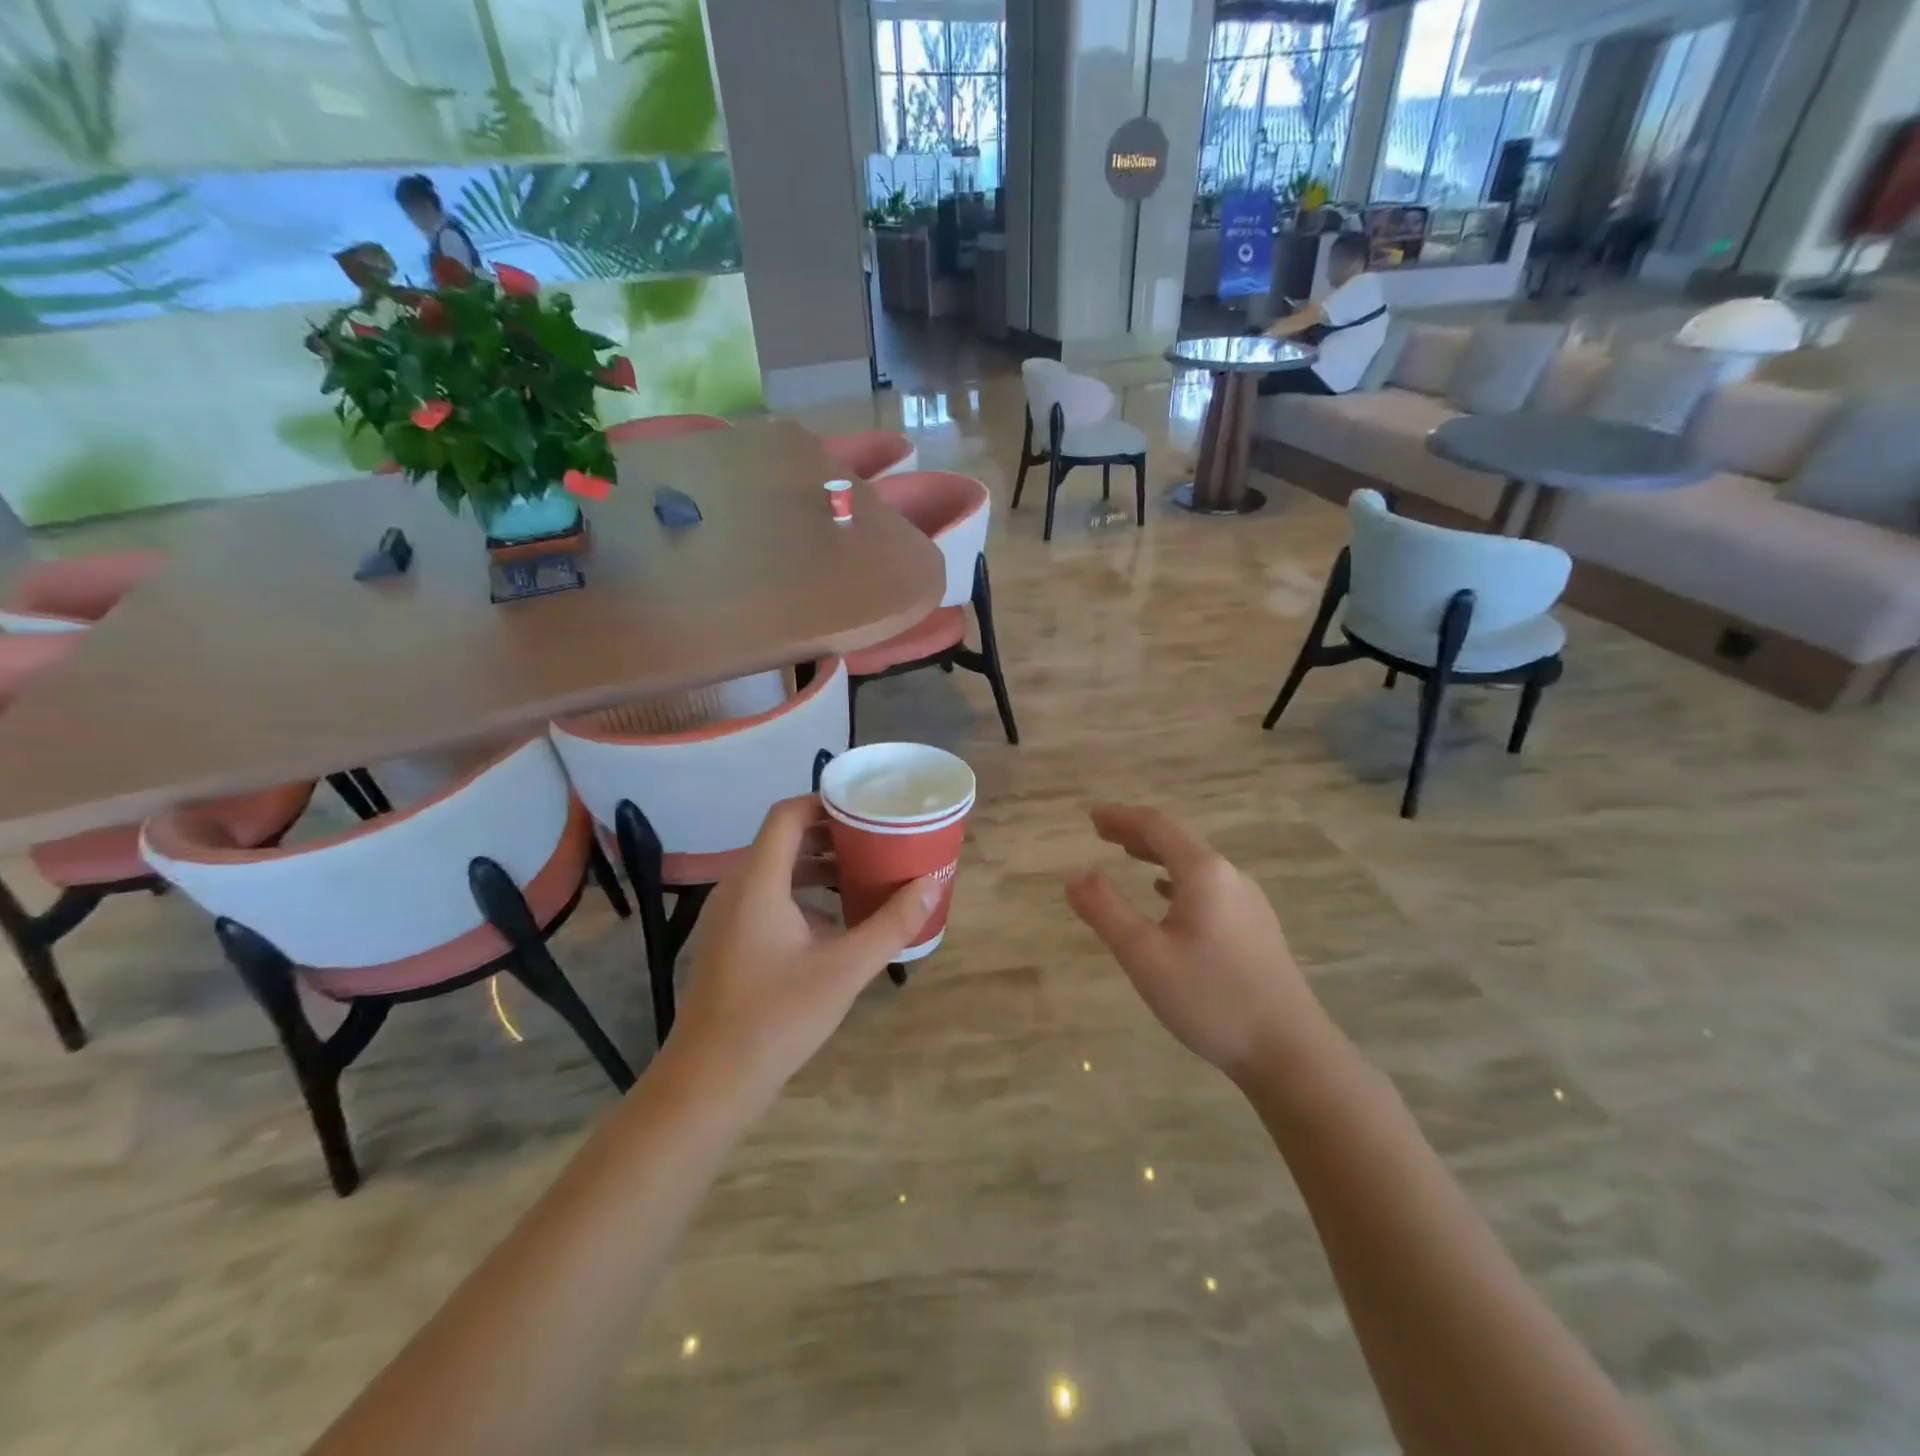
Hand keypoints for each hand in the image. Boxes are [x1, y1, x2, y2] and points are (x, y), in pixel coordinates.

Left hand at [667, 796, 937, 1105]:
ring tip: (867, 873)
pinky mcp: (732, 942)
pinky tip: (839, 920)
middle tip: (879, 839)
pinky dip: (806, 894)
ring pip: (779, 871)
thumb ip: (892, 924)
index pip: (788, 814)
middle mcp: (738, 888)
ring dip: (821, 866)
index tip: (869, 808)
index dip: (826, 802)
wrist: (708, 1084)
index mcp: (758, 882)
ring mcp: (730, 917)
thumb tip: (932, 882)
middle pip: (785, 839)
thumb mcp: (845, 970)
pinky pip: (771, 898)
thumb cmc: (776, 1018)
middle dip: (833, 835)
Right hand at [1065, 805, 1335, 1084]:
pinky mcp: (1256, 929)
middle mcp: (1230, 878)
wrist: (1290, 1053)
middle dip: (1137, 833)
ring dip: (1158, 856)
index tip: (1091, 816)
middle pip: (1178, 842)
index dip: (1121, 817)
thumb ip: (1105, 910)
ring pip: (1195, 866)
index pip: (1157, 827)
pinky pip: (1208, 889)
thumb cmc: (1211, 998)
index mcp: (1204, 873)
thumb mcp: (1144, 955)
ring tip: (1130, 856)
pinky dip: (1178, 882)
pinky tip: (1168, 899)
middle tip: (1102, 833)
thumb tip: (1073, 873)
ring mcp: (1248, 903)